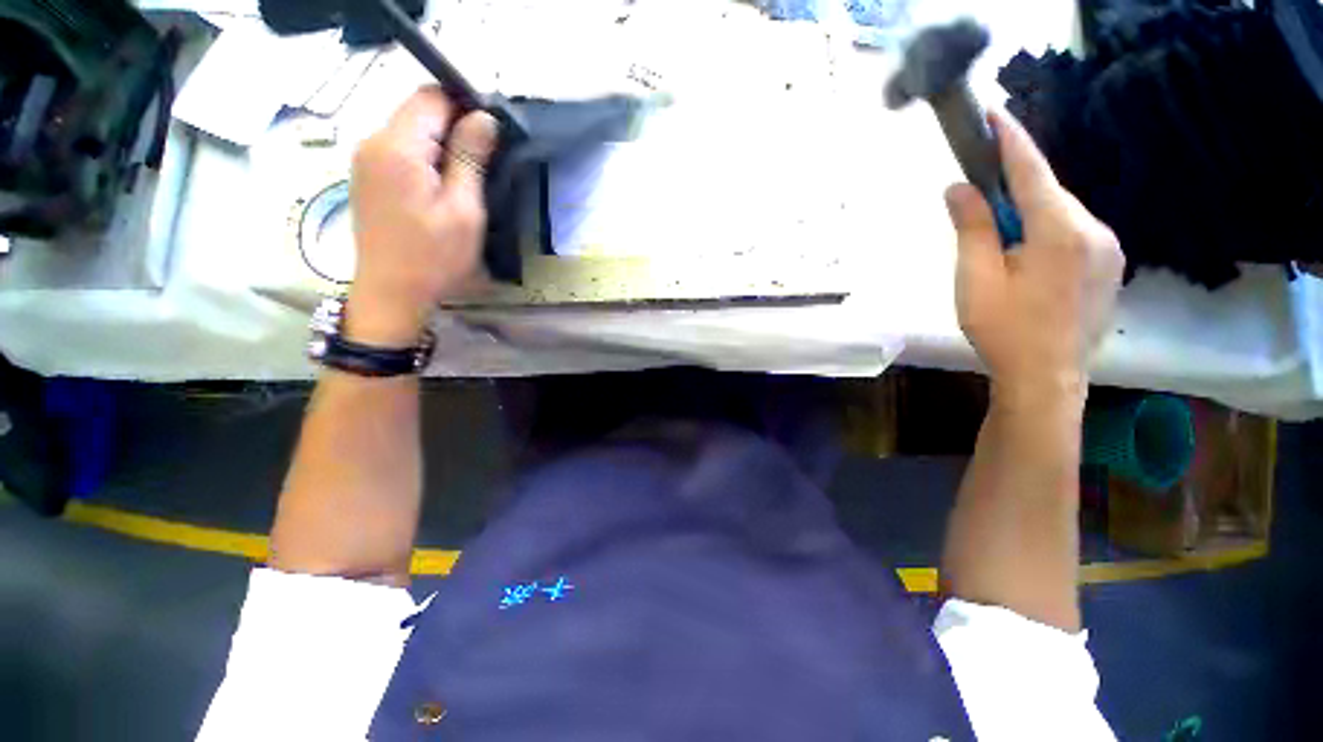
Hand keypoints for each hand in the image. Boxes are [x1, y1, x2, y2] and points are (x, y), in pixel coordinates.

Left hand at [346, 86, 497, 345]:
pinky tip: (441, 190)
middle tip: (483, 166)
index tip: (491, 137)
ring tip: (464, 183)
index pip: (432, 96)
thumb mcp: (464, 209)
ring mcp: (365, 158)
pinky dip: (425, 159)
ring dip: (441, 146)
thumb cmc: (434, 256)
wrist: (392, 292)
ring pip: (410, 130)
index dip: (465, 107)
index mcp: (397, 146)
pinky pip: (400, 150)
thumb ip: (471, 158)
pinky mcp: (367, 176)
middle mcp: (372, 141)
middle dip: (454, 128)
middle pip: (418, 110)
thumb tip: (485, 118)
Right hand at [946, 111, 1123, 409]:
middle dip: (1014, 190)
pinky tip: (1027, 262)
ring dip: (1029, 216)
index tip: (993, 115)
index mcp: (1060, 231)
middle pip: (1048, 193)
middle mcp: (1094, 230)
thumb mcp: (975, 279)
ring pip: (1061, 214)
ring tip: (1001, 248)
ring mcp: (1109, 249)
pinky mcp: (1111, 266)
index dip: (1010, 140)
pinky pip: (1074, 233)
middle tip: (979, 203)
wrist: (1047, 378)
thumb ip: (971, 228)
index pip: (1031, 171)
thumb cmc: (1003, 330)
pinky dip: (1046, 233)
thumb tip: (959, 188)